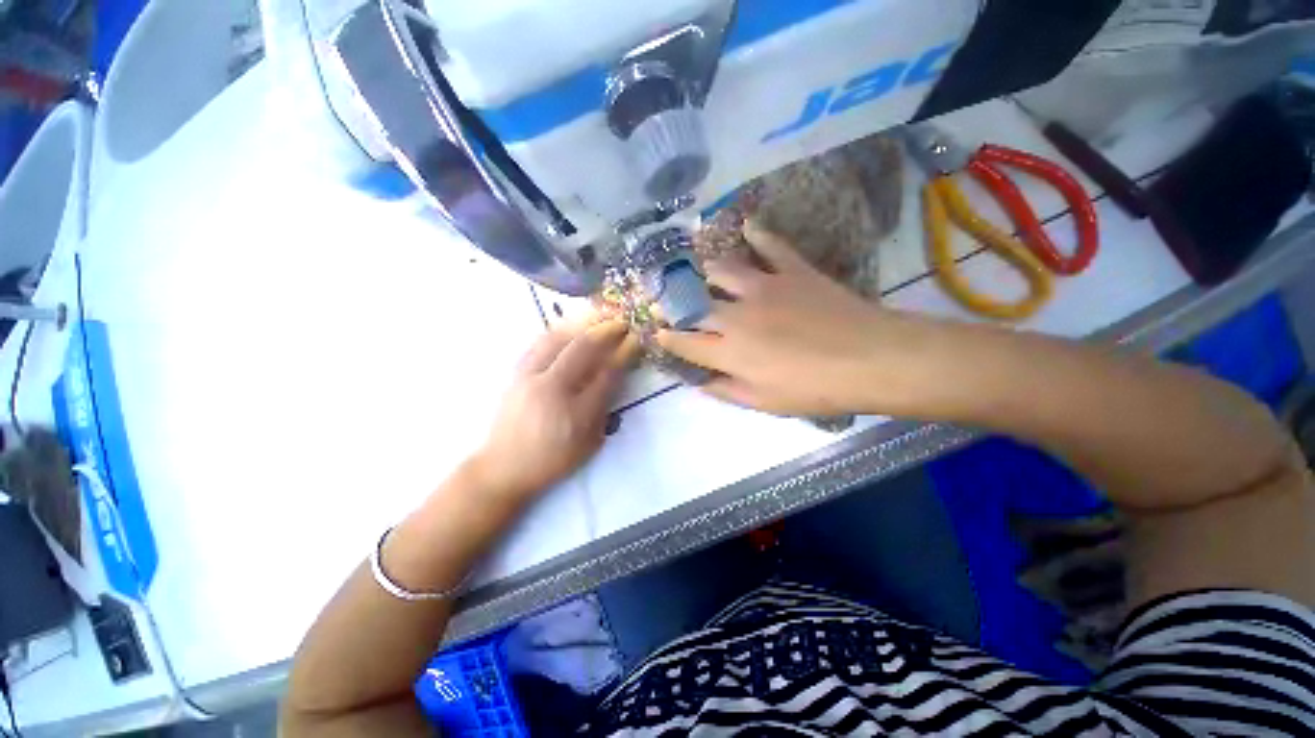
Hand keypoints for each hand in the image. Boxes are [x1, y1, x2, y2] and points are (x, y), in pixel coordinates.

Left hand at [469, 317, 636, 500]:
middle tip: (622, 321)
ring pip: (558, 338)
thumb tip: (614, 376)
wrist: (503, 467)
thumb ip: (604, 409)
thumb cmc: (552, 461)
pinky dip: (559, 330)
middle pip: (582, 348)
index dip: (624, 353)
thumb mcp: (589, 444)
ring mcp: (529, 377)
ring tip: (599, 315)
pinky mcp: (516, 374)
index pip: (606, 373)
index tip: (635, 339)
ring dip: (582, 323)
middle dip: (606, 330)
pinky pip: (540, 343)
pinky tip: (570, 326)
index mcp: (575, 412)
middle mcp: (551, 388)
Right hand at [657, 222, 919, 416]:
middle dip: (672, 301)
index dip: (667, 337)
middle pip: (694, 303)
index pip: (685, 341)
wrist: (870, 359)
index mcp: (729, 351)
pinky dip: (757, 234)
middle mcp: (736, 315)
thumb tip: (700, 383)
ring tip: (698, 268)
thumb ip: (727, 390)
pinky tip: (747, 224)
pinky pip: (770, 246)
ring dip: (704, 270)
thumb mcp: (765, 403)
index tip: (656, 332)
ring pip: (721, 270)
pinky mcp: (791, 271)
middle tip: (663, 297)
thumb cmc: (814, 389)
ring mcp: (764, 287)